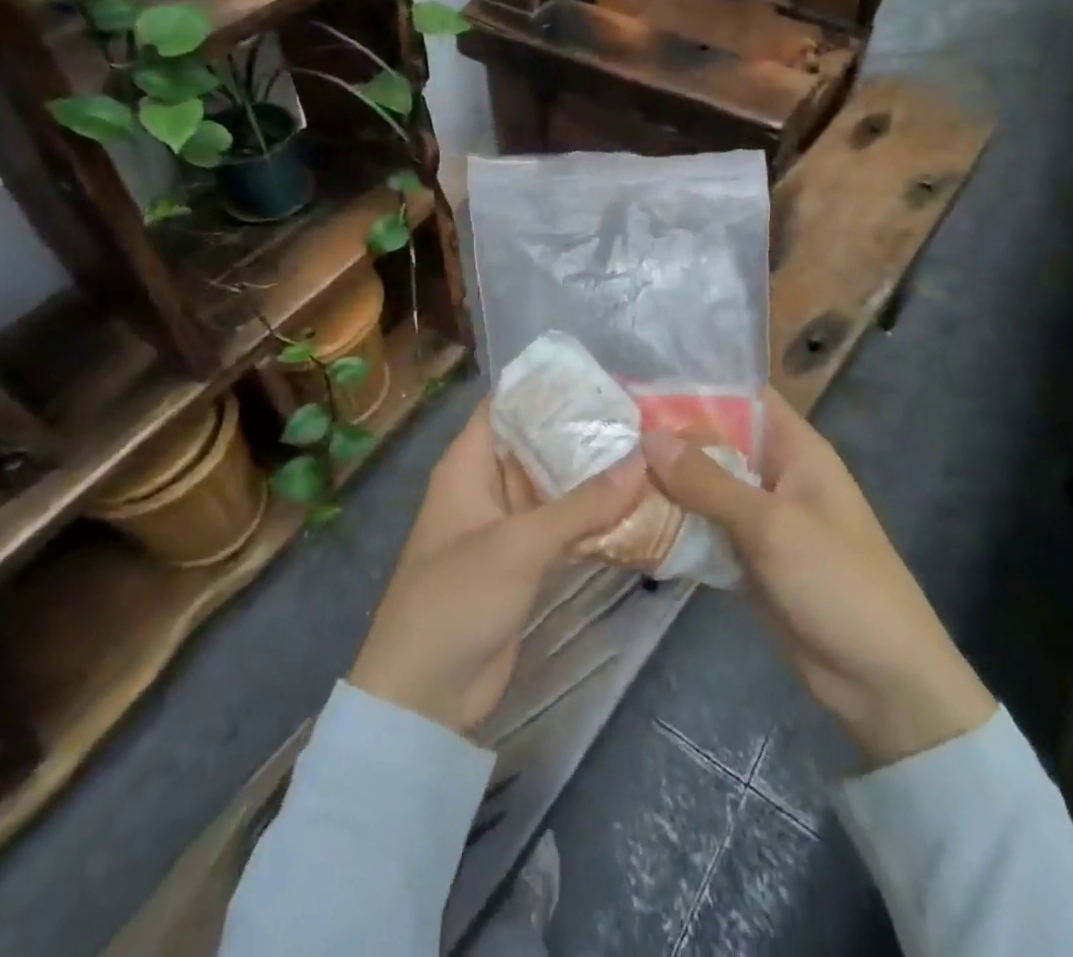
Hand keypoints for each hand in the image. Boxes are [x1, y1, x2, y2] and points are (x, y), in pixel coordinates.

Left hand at [349, 396, 647, 734]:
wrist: (424, 696)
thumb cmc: (456, 598)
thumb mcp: (518, 545)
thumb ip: (581, 505)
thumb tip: (641, 462)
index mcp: (469, 465)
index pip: (507, 405)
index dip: (547, 387)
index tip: (600, 377)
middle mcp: (488, 487)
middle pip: (537, 445)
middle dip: (582, 432)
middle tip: (640, 414)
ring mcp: (507, 527)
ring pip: (554, 487)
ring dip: (593, 477)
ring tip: (648, 452)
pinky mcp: (525, 564)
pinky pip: (562, 528)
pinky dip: (593, 518)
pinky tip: (636, 506)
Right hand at [644, 391, 994, 766]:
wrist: (882, 681)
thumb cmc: (838, 581)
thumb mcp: (772, 525)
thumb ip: (708, 482)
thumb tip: (650, 438)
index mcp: (795, 449)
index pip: (743, 397)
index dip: (697, 387)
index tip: (642, 387)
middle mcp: (775, 474)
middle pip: (716, 443)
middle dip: (669, 438)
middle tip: (608, 432)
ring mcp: (760, 518)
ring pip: (705, 488)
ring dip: (666, 484)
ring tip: (606, 471)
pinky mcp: (748, 557)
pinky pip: (705, 530)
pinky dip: (675, 525)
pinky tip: (628, 521)